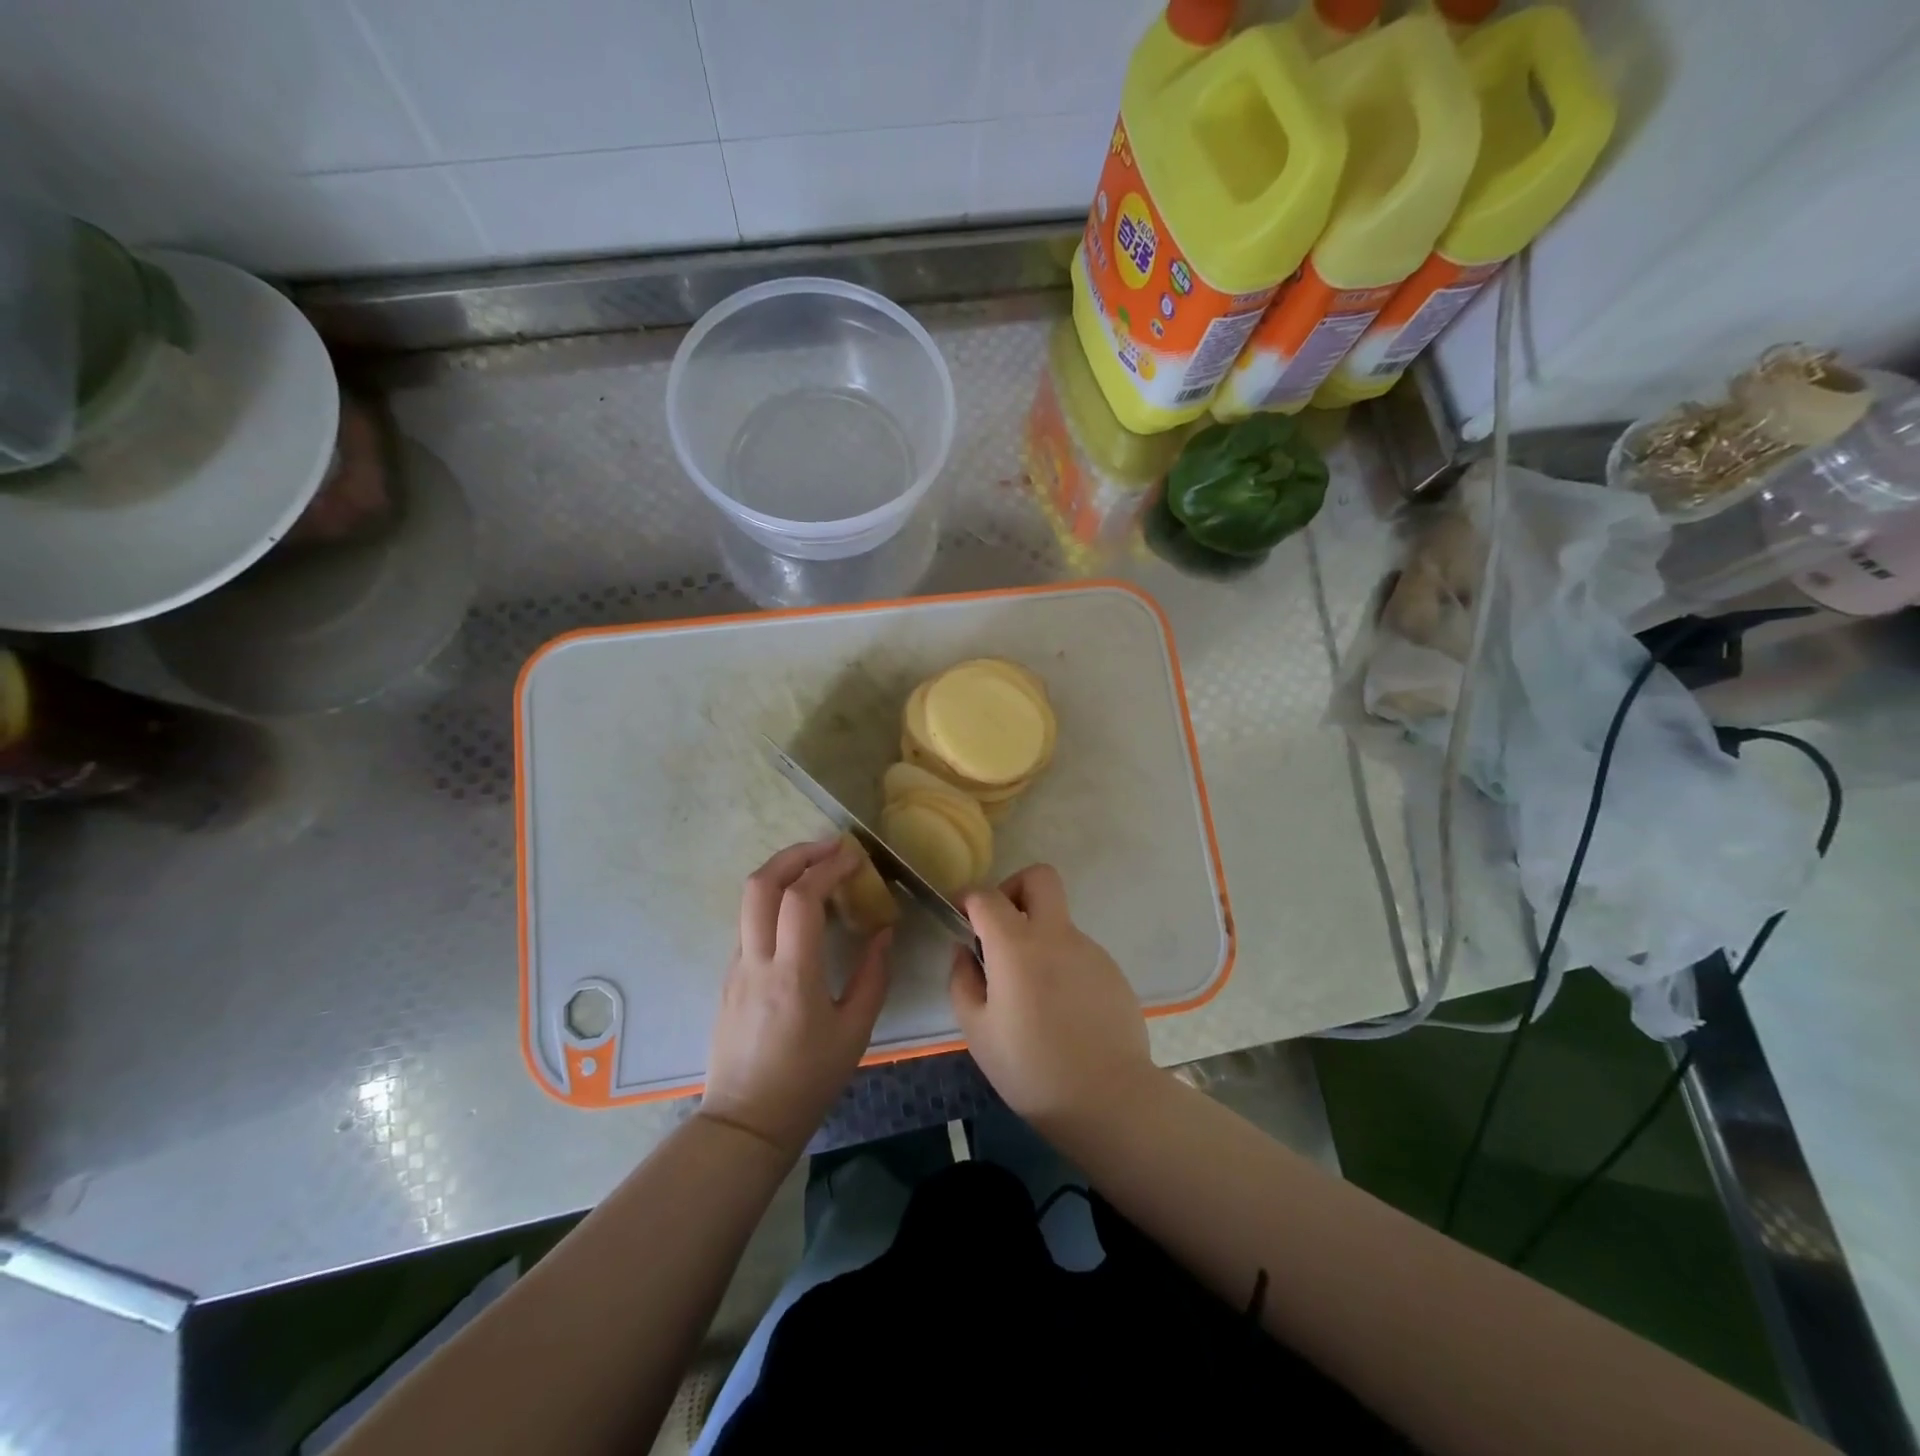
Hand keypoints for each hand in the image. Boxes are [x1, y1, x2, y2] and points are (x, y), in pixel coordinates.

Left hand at [701, 839, 892, 1158]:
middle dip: (794, 854)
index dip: (828, 867)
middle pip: (761, 883)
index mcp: (792, 974)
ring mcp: (736, 966)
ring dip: (781, 872)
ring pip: (749, 899)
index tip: (853, 856)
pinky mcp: (729, 976)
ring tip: (816, 870)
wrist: (745, 1122)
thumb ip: (873, 976)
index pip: (801, 898)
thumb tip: (883, 931)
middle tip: (829, 848)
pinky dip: (774, 900)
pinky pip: (749, 922)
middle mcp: (756, 960)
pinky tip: (799, 912)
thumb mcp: (855, 1032)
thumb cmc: (807, 1081)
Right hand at [948, 864, 1155, 1132]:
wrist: (1108, 1098)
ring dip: (1038, 939)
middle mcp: (1056, 935)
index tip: (960, 918)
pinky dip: (1061, 966)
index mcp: (1017, 945)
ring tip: (1030, 994)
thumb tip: (966, 951)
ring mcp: (1090, 950)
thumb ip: (963, 981)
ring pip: (1058, 922)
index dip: (968, 899)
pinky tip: (1060, 1011)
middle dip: (1014, 890)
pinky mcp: (1112, 971)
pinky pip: (1077, 953)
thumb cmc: (1030, 1068)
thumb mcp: (977, 1031)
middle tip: (1001, 930)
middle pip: (1039, 878)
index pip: (987, 896)